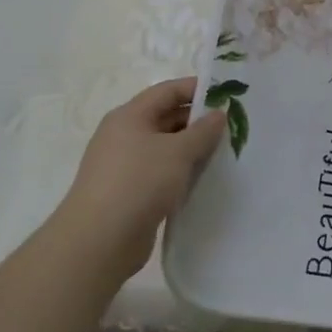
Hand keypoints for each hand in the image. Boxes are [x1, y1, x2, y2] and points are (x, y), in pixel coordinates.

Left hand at [52, 78, 225, 283]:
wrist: (99, 242)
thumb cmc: (139, 182)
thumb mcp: (178, 152)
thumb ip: (203, 131)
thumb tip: (218, 114)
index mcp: (130, 116)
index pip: (168, 91)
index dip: (197, 89)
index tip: (228, 95)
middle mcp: (124, 136)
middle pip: (166, 118)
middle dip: (198, 122)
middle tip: (233, 127)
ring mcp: (125, 166)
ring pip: (166, 148)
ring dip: (192, 150)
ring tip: (224, 154)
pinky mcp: (129, 193)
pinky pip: (161, 173)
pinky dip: (181, 173)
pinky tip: (203, 181)